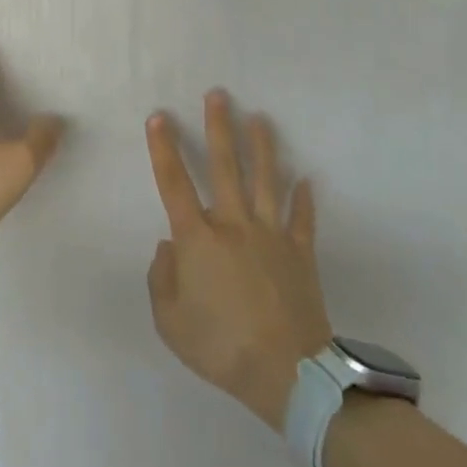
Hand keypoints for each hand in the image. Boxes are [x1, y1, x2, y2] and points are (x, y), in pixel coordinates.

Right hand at [145, 91, 333, 430]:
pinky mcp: (300, 252)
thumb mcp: (170, 321)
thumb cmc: (220, 345)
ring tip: (259, 118)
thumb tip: (168, 245)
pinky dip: (304, 200)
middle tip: (218, 95)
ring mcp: (271, 235)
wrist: (286, 372)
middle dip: (219, 127)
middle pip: (225, 166)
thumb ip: (162, 278)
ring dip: (262, 147)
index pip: (174, 183)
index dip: (164, 148)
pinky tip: (307, 180)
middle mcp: (234, 224)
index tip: (160, 117)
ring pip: (266, 180)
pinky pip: (302, 220)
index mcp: (198, 238)